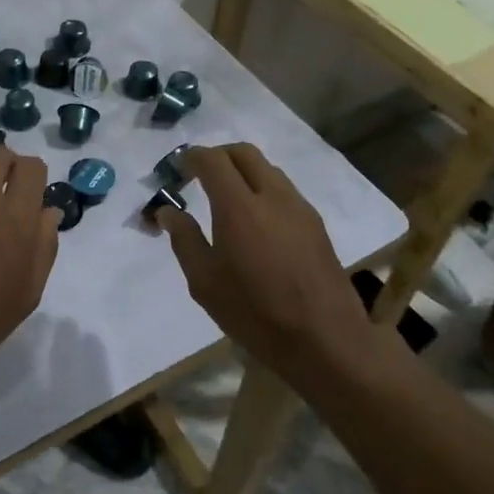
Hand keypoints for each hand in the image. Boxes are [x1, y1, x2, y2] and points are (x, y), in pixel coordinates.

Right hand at [151, 143, 372, 380]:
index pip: (212, 159)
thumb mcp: (205, 282)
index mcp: (239, 206)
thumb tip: (168, 211)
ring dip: (243, 172)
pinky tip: (255, 222)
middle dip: (218, 156)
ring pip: (267, 169)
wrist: (325, 341)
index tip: (177, 169)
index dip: (191, 158)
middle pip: (243, 153)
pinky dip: (263, 190)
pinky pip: (284, 190)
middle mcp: (272, 196)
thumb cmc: (255, 313)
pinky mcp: (316, 224)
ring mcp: (299, 208)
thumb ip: (184, 238)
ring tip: (227, 200)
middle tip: (199, 177)